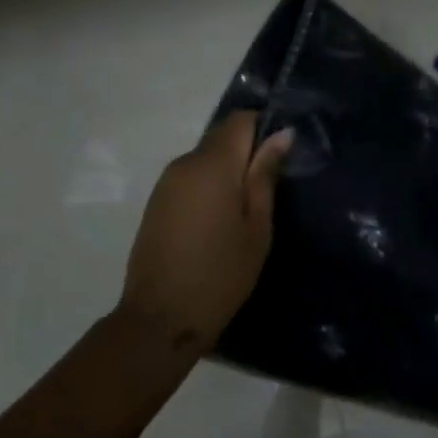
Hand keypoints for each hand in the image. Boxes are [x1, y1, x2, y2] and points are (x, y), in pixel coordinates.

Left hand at [119, 112, 293, 351]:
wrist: (162, 317)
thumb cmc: (221, 273)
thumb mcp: (256, 226)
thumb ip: (265, 176)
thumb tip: (281, 134)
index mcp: (212, 164)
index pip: (239, 120)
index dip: (263, 127)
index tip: (281, 155)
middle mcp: (184, 163)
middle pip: (220, 138)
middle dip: (246, 152)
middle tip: (268, 189)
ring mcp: (165, 182)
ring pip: (204, 158)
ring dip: (226, 171)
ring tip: (244, 210)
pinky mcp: (156, 201)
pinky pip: (189, 178)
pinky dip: (207, 186)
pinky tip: (217, 221)